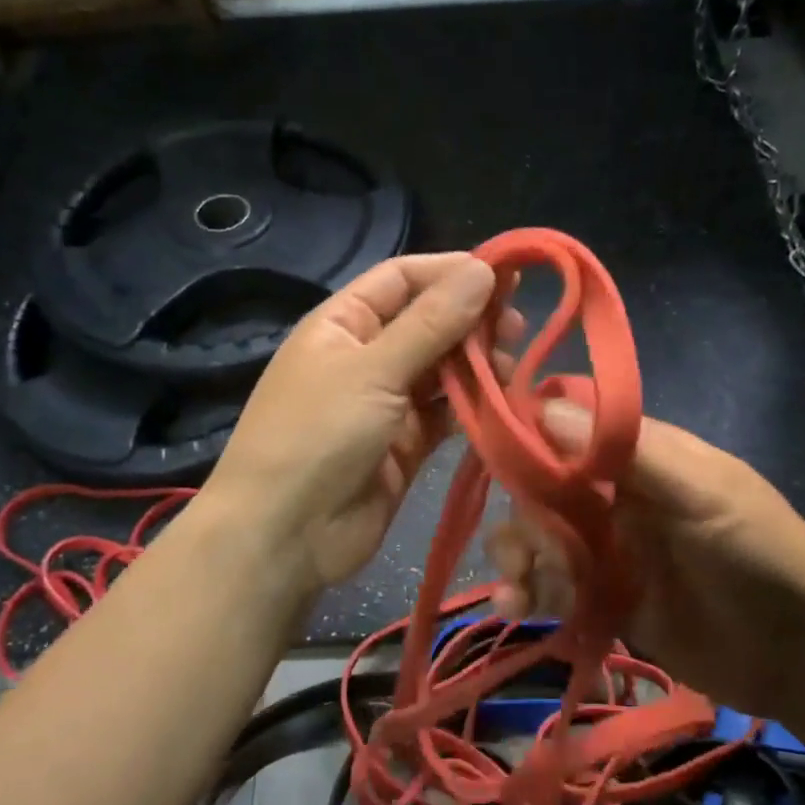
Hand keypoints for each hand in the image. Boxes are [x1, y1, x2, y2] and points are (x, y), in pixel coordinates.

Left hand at [201, 253, 523, 595]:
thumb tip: (483, 269)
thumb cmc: (317, 436)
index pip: (402, 278)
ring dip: (477, 364)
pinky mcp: (407, 446)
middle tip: (518, 326)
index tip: (505, 274)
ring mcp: (386, 404)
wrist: (286, 535)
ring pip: (442, 370)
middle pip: (428, 323)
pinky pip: (446, 414)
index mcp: (342, 324)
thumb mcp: (372, 370)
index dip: (451, 271)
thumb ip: (431, 323)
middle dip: (471, 320)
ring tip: (513, 364)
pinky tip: (503, 399)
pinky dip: (473, 406)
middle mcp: (366, 357)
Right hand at [485, 401, 804, 715]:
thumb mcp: (705, 494)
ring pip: (537, 537)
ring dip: (516, 557)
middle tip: (526, 552)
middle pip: (541, 489)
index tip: (493, 454)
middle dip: (522, 516)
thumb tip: (544, 408)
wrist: (801, 657)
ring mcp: (607, 548)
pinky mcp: (601, 597)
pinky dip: (527, 592)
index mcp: (641, 456)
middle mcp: (615, 495)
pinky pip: (549, 585)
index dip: (527, 434)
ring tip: (518, 592)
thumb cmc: (760, 556)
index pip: (567, 426)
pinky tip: (518, 607)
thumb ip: (629, 453)